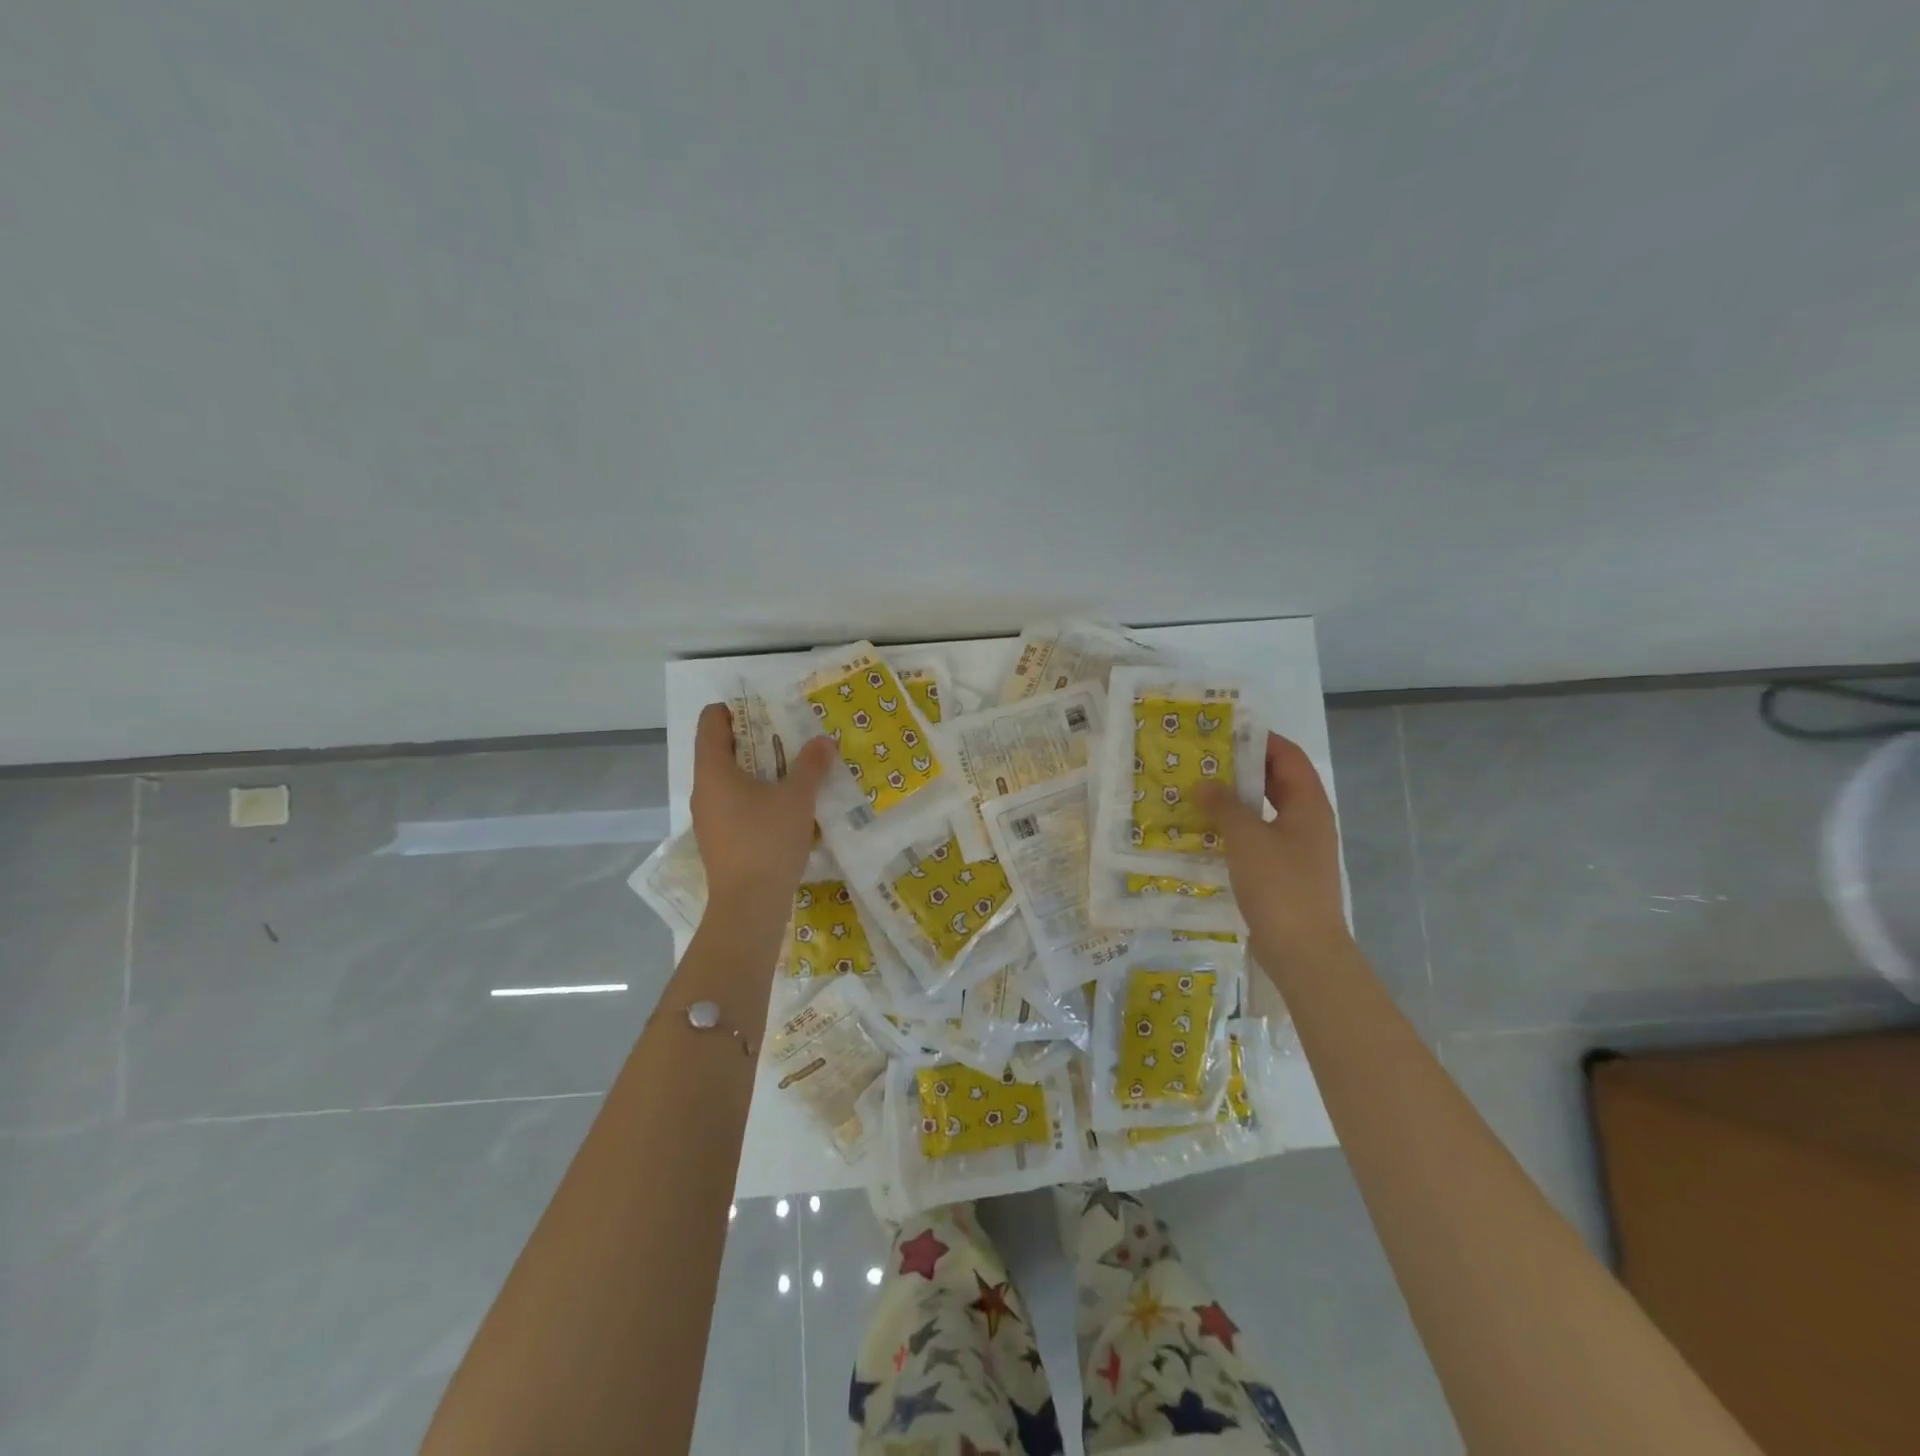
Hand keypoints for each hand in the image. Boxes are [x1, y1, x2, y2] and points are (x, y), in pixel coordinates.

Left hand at [690, 702, 835, 912]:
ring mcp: (708, 818)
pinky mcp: (720, 840)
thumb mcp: (797, 798)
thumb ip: (811, 765)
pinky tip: (786, 808)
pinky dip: (756, 797)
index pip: (710, 721)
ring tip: (794, 772)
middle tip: (790, 738)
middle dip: (756, 740)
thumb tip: (823, 741)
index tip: (767, 710)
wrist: (749, 906)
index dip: (735, 709)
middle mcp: (703, 790)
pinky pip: (735, 805)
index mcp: (713, 770)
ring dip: (759, 771)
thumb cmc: (767, 841)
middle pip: (722, 750)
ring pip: (730, 780)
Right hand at [1197, 733, 1349, 965]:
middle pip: (1276, 781)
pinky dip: (1234, 828)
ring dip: (1234, 800)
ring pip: (1264, 811)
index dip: (1260, 739)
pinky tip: (1205, 832)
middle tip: (1202, 760)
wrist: (1303, 951)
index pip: (1288, 756)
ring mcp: (1296, 848)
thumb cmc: (1280, 885)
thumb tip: (1203, 784)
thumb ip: (1224, 806)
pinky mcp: (1282, 872)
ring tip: (1197, 791)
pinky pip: (1257, 837)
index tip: (1224, 731)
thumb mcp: (1246, 838)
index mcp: (1308, 804)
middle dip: (1242, 768)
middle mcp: (1306, 821)